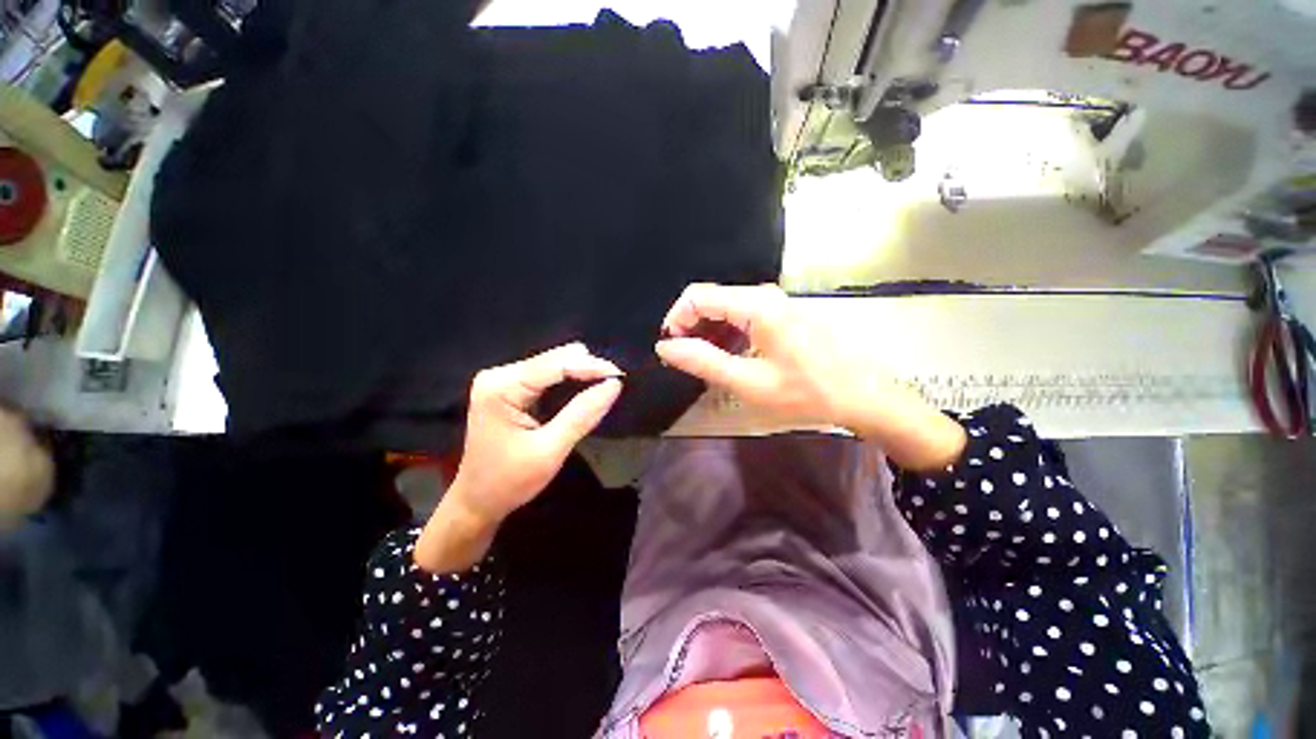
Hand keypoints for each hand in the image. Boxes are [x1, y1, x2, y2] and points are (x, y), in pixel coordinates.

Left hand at [415, 343, 621, 572]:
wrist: (476, 501)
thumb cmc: (509, 481)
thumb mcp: (550, 450)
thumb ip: (582, 415)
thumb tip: (614, 385)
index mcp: (501, 388)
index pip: (554, 365)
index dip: (590, 366)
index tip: (620, 375)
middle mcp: (499, 375)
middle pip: (554, 358)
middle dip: (586, 369)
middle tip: (612, 386)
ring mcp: (502, 379)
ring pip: (553, 363)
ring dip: (580, 374)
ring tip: (602, 388)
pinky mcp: (509, 387)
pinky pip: (547, 374)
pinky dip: (569, 381)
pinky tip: (583, 391)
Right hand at [654, 283, 854, 426]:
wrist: (862, 397)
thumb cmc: (806, 393)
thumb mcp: (748, 382)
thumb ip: (703, 361)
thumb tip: (665, 346)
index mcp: (756, 305)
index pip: (697, 296)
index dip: (676, 320)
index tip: (670, 349)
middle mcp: (765, 294)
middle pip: (711, 299)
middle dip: (690, 327)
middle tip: (685, 360)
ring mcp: (777, 302)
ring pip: (726, 308)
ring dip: (708, 332)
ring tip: (704, 363)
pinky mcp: (783, 314)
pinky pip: (744, 315)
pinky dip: (727, 334)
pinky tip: (729, 357)